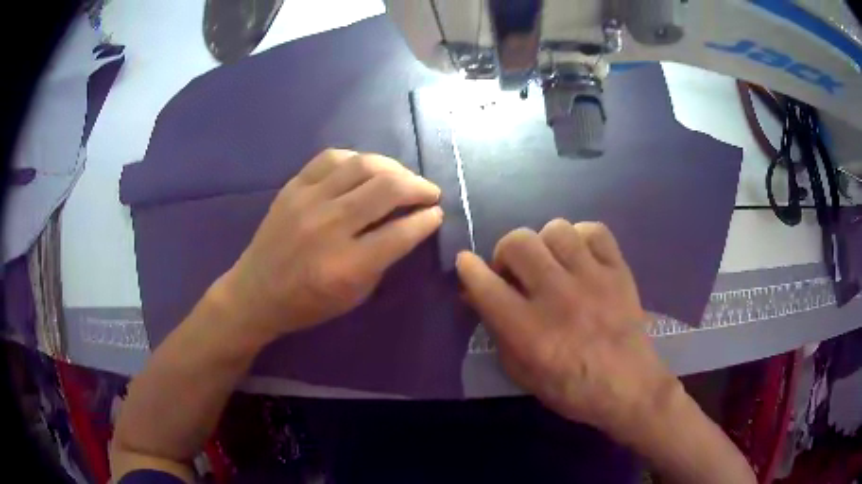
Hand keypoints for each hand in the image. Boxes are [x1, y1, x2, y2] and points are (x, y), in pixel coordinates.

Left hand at [217, 149, 442, 341]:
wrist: (256, 292)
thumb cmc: (308, 303)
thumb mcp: (355, 296)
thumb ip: (384, 259)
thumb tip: (409, 225)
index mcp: (347, 265)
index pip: (401, 233)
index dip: (427, 220)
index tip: (437, 213)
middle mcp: (329, 227)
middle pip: (387, 189)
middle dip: (419, 186)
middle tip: (429, 192)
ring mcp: (308, 201)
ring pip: (363, 165)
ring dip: (394, 167)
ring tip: (403, 176)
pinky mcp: (293, 187)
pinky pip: (331, 158)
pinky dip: (357, 158)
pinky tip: (366, 168)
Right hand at [456, 219, 680, 441]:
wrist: (629, 387)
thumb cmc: (572, 389)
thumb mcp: (523, 374)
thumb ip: (498, 333)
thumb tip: (477, 295)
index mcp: (529, 331)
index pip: (486, 286)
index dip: (468, 269)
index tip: (466, 263)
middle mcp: (558, 296)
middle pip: (518, 242)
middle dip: (506, 252)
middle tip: (516, 272)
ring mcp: (592, 279)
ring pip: (556, 229)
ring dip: (545, 244)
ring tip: (552, 263)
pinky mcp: (618, 271)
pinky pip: (595, 231)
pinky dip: (582, 238)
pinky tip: (581, 257)